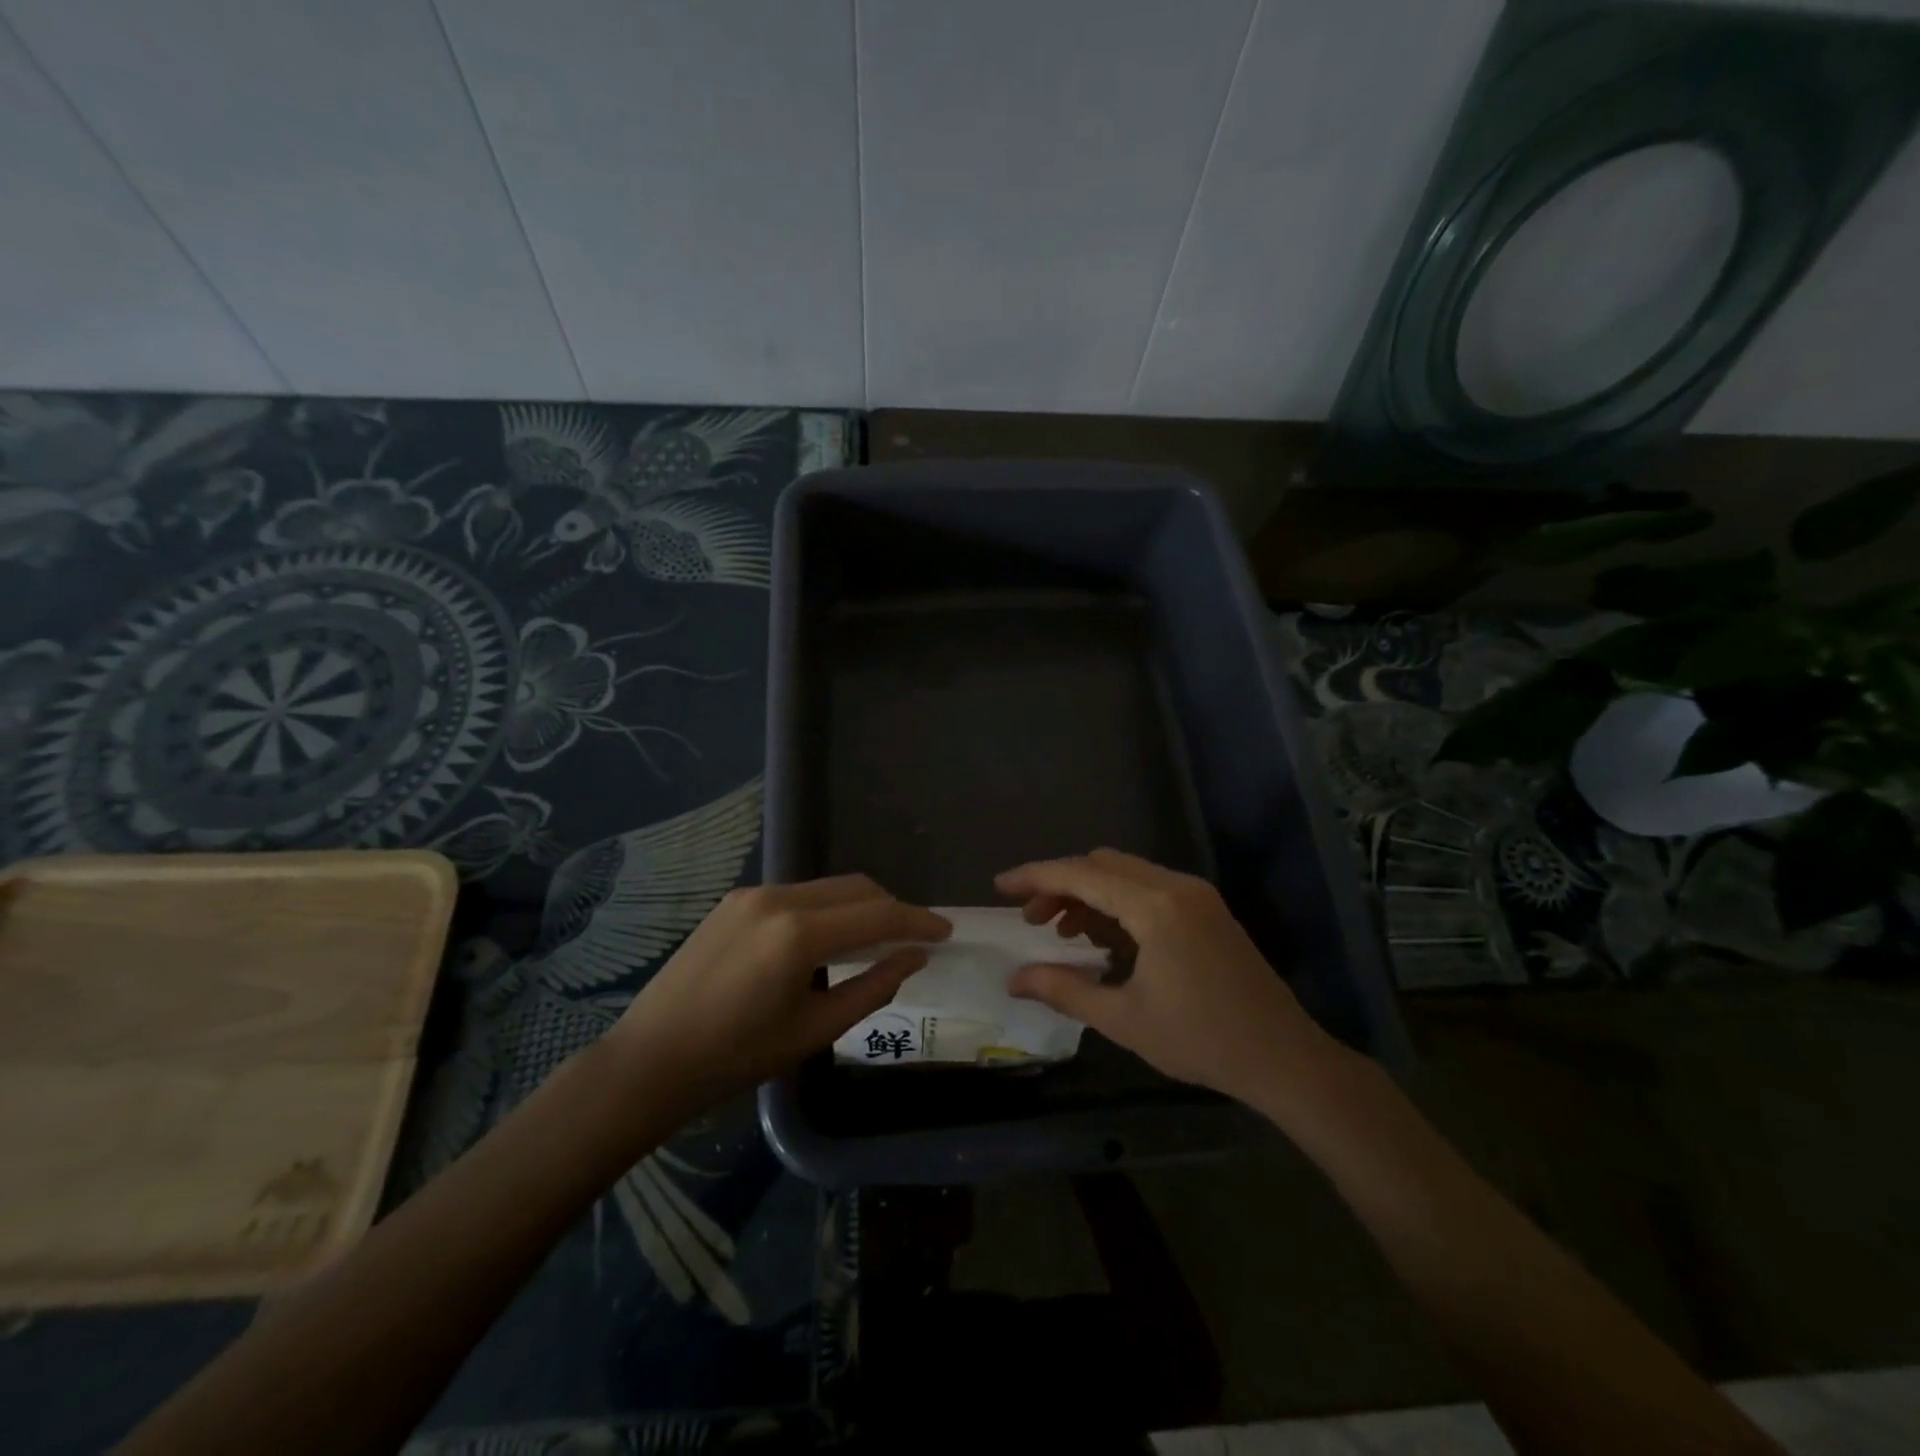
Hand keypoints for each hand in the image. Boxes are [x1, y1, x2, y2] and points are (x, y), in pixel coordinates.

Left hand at [610, 875, 950, 1102]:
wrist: (650, 1059)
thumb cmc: (736, 1057)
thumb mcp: (815, 1030)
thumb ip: (873, 988)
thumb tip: (913, 958)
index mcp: (798, 933)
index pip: (877, 915)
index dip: (917, 921)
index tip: (946, 931)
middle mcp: (777, 898)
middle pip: (856, 888)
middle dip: (891, 909)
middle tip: (914, 939)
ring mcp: (751, 894)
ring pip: (827, 888)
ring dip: (859, 907)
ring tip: (874, 941)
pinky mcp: (734, 900)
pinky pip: (798, 894)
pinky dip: (826, 909)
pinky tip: (827, 940)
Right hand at [996, 849, 1337, 1108]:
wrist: (1284, 1058)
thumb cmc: (1201, 1040)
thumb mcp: (1123, 1019)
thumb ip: (1063, 991)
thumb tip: (1014, 980)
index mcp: (1155, 906)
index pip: (1081, 874)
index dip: (1035, 877)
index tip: (999, 887)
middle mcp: (1176, 886)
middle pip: (1102, 864)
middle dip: (1060, 884)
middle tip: (1031, 921)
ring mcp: (1195, 895)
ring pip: (1125, 873)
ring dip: (1087, 892)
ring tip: (1061, 932)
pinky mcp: (1206, 909)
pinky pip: (1148, 888)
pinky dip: (1116, 902)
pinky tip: (1103, 938)